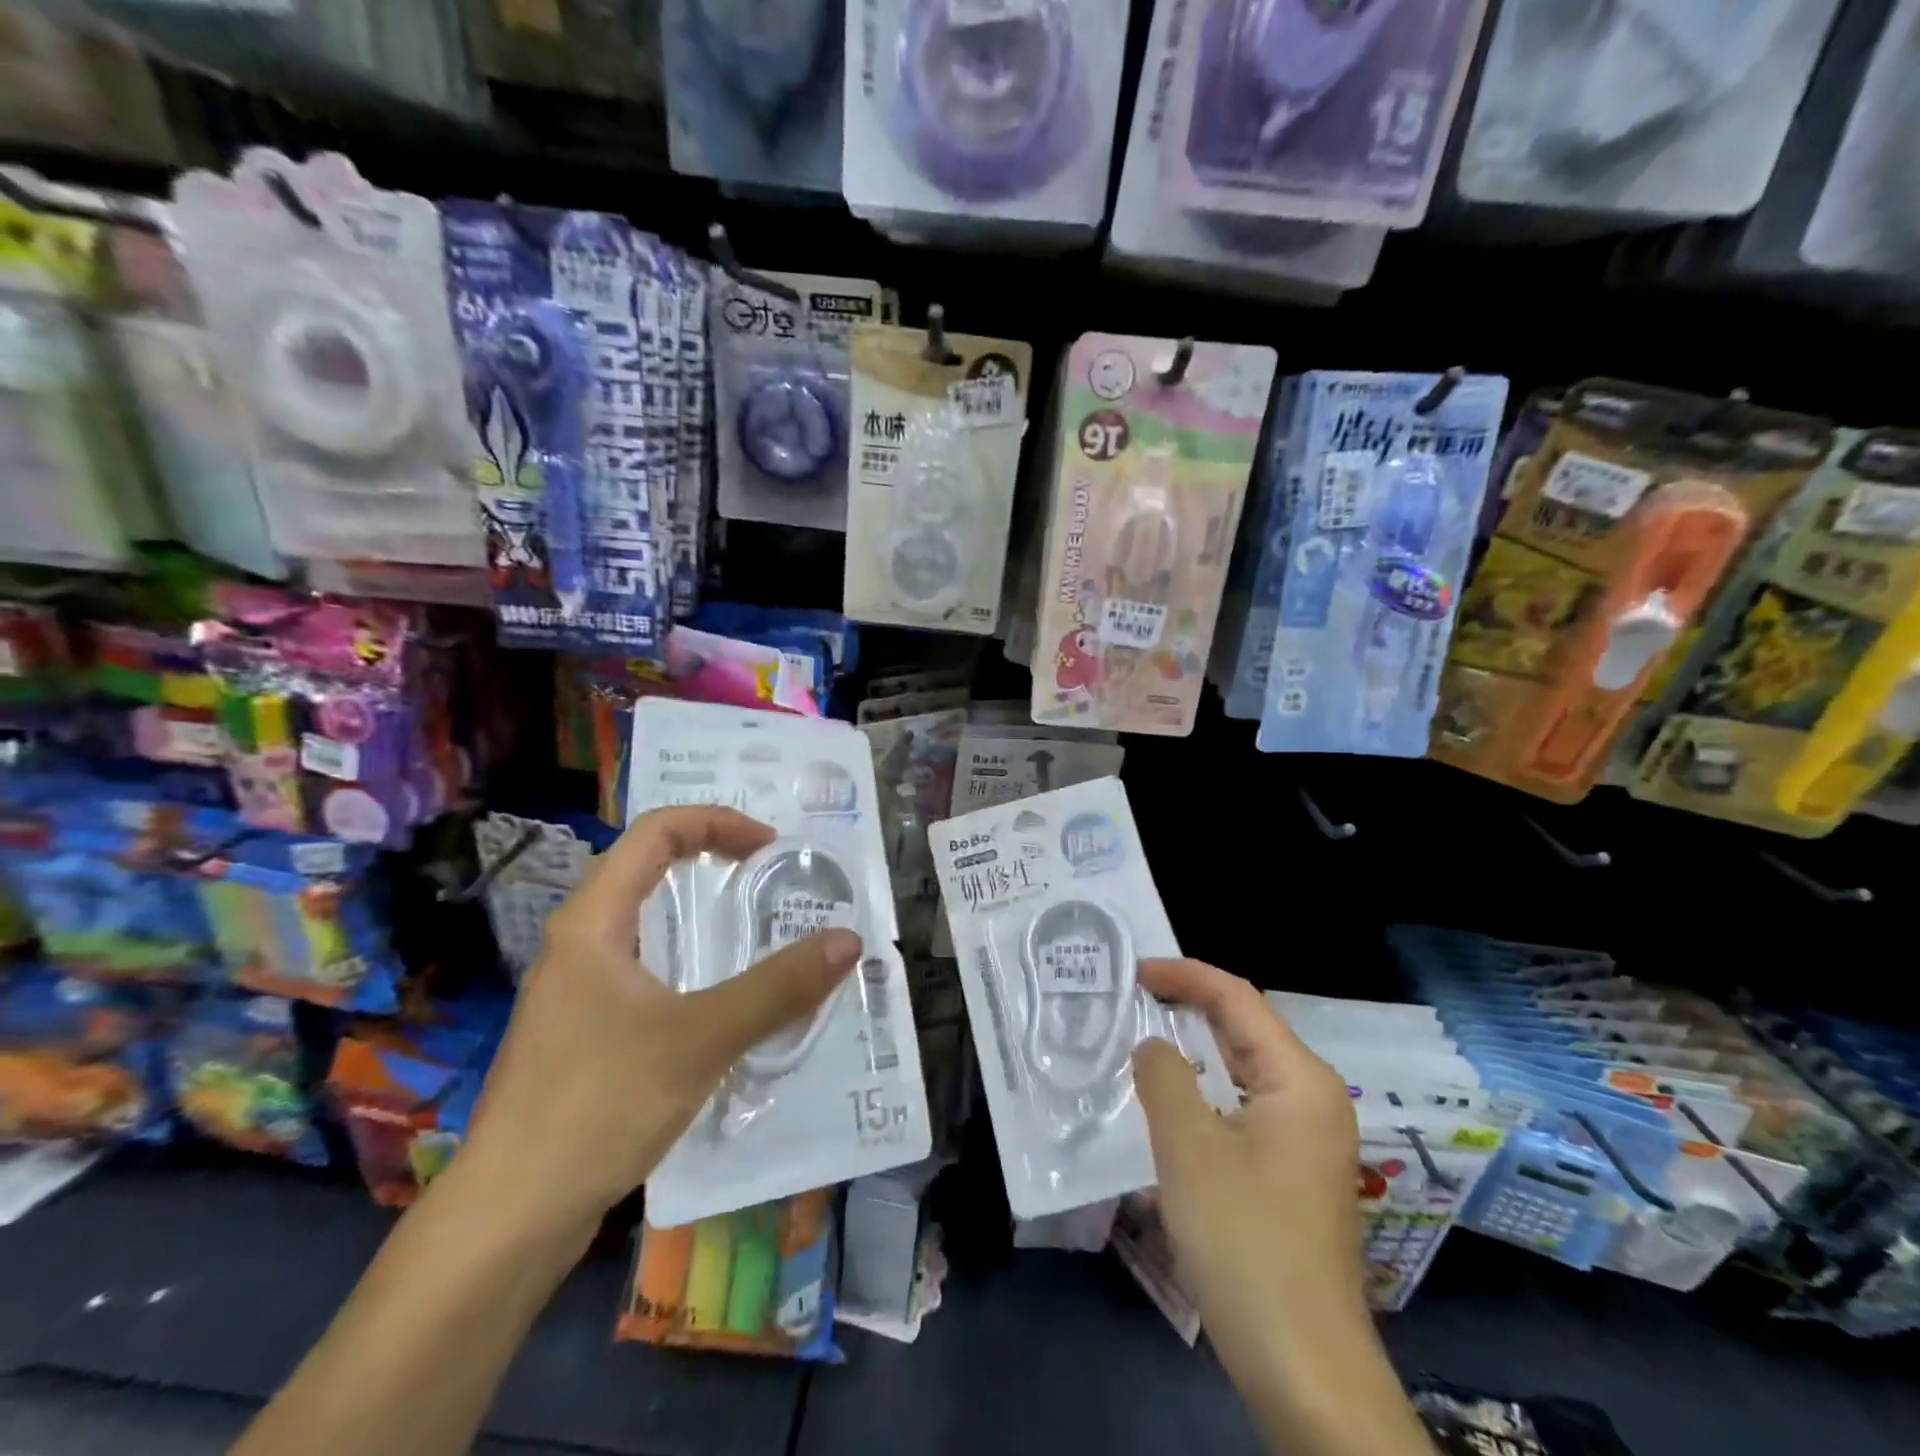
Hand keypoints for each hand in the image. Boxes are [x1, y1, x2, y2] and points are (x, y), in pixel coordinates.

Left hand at [458, 806, 862, 1235]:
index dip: (716, 822)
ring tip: (748, 920)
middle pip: (643, 866)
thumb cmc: (598, 1106)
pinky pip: (638, 964)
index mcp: (592, 922)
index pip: (654, 833)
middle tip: (766, 871)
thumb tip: (848, 939)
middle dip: (707, 854)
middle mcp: (576, 943)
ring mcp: (572, 989)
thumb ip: (778, 987)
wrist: (508, 1218)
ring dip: (693, 905)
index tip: (770, 847)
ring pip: (639, 918)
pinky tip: (713, 994)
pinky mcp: (578, 1031)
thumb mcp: (701, 1039)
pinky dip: (681, 954)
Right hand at [1134, 958, 1363, 1345]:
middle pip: (1246, 1027)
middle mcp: (1314, 1097)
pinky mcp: (1296, 1170)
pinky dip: (1208, 1087)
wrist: (1304, 1366)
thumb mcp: (1188, 1148)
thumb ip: (1163, 1076)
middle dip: (1189, 1004)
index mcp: (1299, 1079)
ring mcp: (1309, 1137)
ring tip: (1146, 1034)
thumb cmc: (1245, 1242)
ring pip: (1245, 1068)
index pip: (1237, 998)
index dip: (1184, 975)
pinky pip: (1246, 1104)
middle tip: (1133, 995)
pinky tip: (1175, 1101)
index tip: (1133, 970)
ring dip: (1197, 1046)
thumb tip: (1153, 1046)